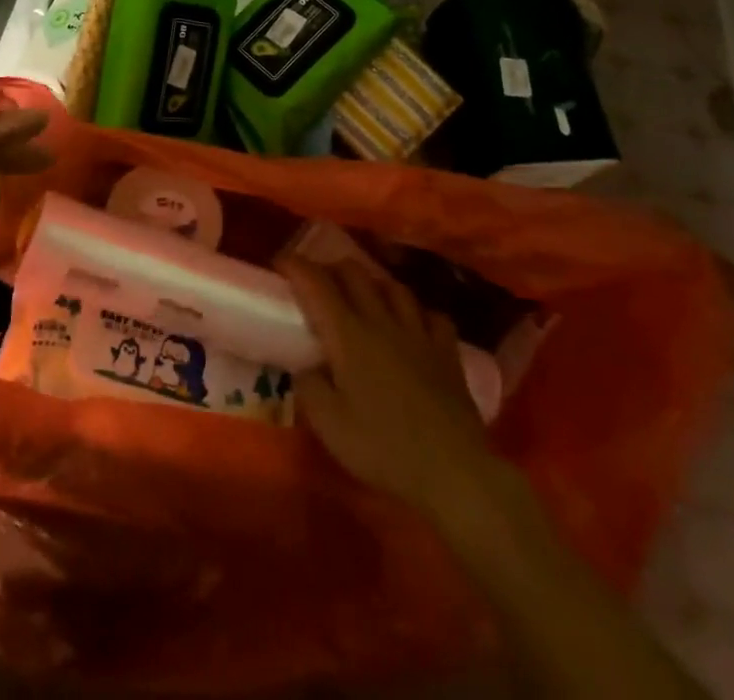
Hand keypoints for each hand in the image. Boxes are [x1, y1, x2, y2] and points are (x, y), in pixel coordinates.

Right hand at [282, 255, 514, 522]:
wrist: (454, 472)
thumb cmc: (384, 448)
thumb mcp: (329, 426)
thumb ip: (308, 388)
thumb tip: (304, 367)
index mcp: (349, 335)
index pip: (317, 283)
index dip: (295, 266)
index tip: (279, 262)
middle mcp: (382, 321)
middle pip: (354, 273)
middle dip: (331, 268)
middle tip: (317, 283)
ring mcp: (419, 332)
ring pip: (393, 286)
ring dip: (372, 283)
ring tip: (363, 296)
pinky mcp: (447, 351)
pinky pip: (431, 314)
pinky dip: (416, 312)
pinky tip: (412, 324)